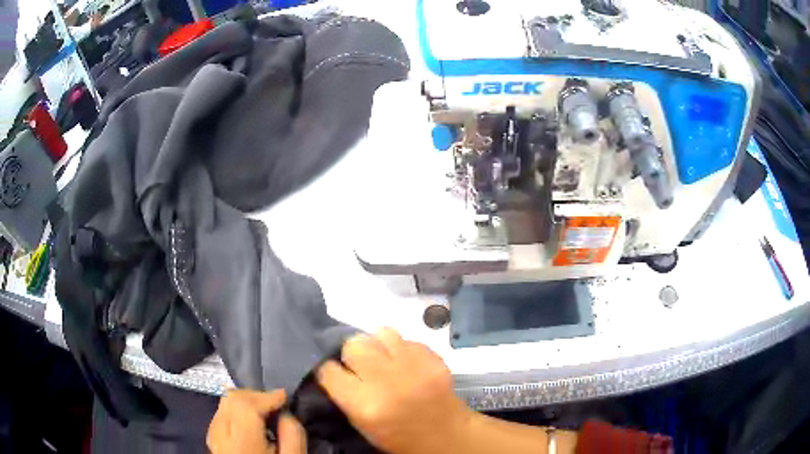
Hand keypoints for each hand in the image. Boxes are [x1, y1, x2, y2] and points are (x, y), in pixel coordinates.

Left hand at [207, 389, 305, 453]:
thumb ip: (293, 435)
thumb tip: (286, 413)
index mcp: (242, 442)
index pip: (246, 405)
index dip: (267, 396)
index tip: (285, 397)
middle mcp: (220, 435)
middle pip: (231, 399)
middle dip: (255, 395)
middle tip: (276, 404)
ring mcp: (213, 438)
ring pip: (223, 404)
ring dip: (245, 402)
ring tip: (265, 412)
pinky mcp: (212, 441)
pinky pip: (220, 415)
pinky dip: (235, 411)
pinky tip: (250, 423)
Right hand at [316, 328, 472, 453]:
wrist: (446, 436)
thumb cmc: (399, 438)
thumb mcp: (362, 425)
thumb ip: (345, 396)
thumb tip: (334, 369)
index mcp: (365, 404)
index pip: (329, 370)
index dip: (329, 372)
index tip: (334, 375)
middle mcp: (386, 380)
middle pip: (354, 344)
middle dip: (352, 354)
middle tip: (360, 366)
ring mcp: (413, 366)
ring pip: (381, 333)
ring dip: (377, 345)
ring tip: (383, 359)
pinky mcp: (433, 358)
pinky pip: (407, 340)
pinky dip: (401, 349)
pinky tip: (405, 363)